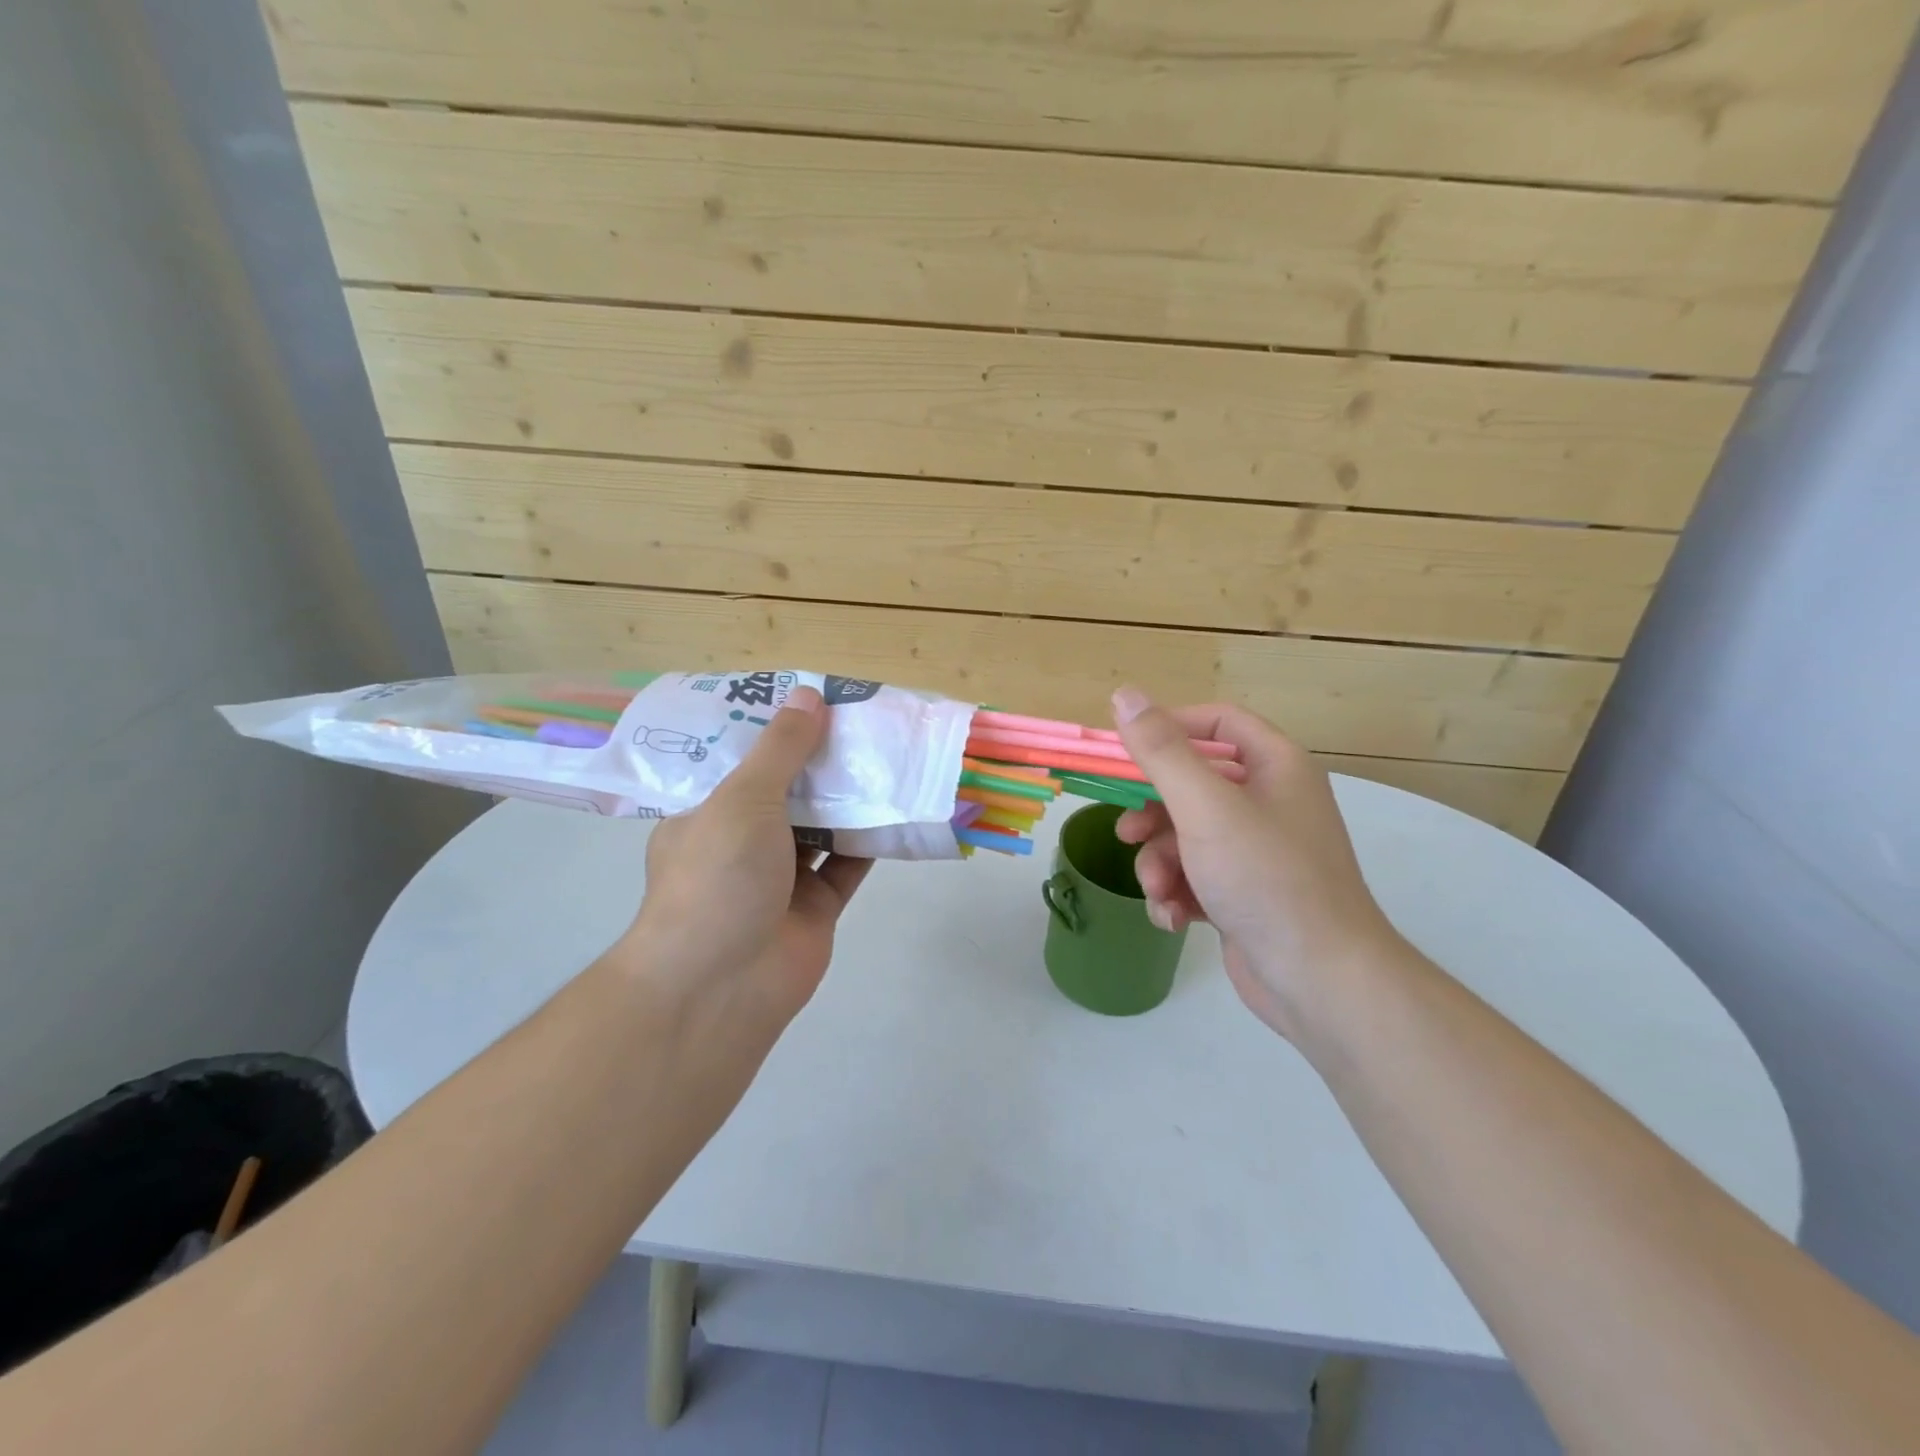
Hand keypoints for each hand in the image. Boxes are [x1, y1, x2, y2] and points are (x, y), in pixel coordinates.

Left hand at [620, 686, 871, 1025]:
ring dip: (851, 797)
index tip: (812, 699)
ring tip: (887, 752)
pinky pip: (849, 863)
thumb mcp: (742, 799)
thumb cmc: (717, 878)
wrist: (722, 987)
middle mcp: (743, 843)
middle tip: (861, 720)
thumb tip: (810, 695)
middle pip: (789, 791)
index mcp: (707, 814)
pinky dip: (872, 838)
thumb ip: (781, 749)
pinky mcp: (817, 906)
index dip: (776, 730)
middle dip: (822, 760)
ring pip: (823, 826)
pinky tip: (900, 804)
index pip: (742, 762)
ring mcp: (781, 877)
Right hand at [1110, 688, 1401, 1040]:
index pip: (1218, 723)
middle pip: (1193, 784)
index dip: (1170, 729)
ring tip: (1159, 891)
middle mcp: (1270, 802)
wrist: (1321, 981)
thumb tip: (1125, 695)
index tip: (1126, 751)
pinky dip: (1178, 893)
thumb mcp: (1205, 807)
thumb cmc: (1266, 879)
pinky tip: (1173, 919)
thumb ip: (1162, 751)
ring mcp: (1258, 851)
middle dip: (1154, 814)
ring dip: (1160, 863)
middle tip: (1127, 833)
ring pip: (1186, 836)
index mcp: (1275, 767)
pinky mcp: (1245, 893)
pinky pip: (1196, 875)